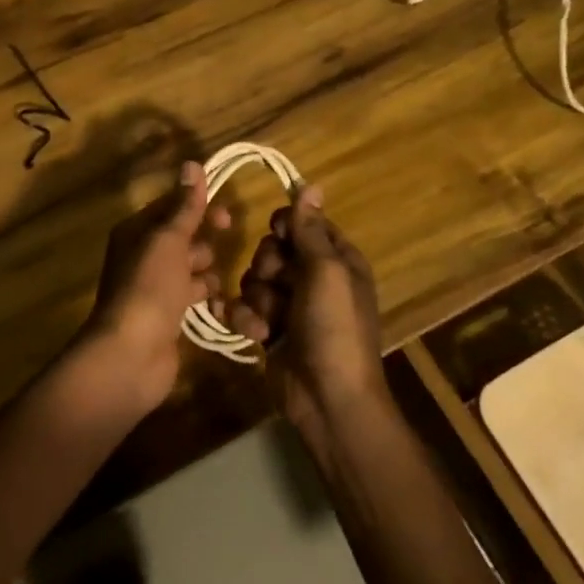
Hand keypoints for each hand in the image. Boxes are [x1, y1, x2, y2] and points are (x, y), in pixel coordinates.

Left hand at [81, 160, 230, 410]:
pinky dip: (207, 300)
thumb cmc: (149, 287)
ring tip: (211, 287)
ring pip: (191, 270)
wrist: (131, 354)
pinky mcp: (168, 317)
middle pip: (183, 239)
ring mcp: (155, 289)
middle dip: (204, 244)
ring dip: (207, 275)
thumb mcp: (169, 240)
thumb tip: (192, 164)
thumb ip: (185, 206)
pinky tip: (222, 308)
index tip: (227, 216)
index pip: (170, 209)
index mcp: (136, 233)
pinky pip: (193, 298)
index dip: (198, 208)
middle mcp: (143, 257)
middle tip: (218, 254)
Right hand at [221, 186, 386, 434]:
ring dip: (256, 299)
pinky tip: (254, 334)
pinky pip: (246, 308)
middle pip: (273, 250)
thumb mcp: (326, 272)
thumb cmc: (334, 328)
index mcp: (337, 261)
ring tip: (268, 322)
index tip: (279, 235)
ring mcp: (290, 306)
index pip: (304, 224)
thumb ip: (310, 230)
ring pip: (254, 279)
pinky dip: (246, 319)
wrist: (328, 399)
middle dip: (266, 266)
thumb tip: (311, 185)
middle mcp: (313, 279)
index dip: (286, 227)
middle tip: (276, 283)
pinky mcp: (270, 330)